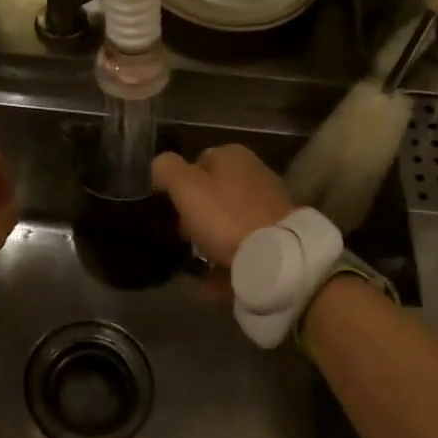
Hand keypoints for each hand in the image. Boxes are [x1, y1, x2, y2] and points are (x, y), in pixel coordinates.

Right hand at [151, 144, 293, 265]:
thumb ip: (166, 169)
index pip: (196, 163)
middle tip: (182, 237)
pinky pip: (243, 245)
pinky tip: (211, 281)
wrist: (276, 256)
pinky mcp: (278, 234)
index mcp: (233, 155)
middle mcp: (255, 173)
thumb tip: (159, 166)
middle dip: (195, 215)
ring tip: (195, 262)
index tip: (170, 210)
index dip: (178, 186)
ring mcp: (269, 204)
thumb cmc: (225, 216)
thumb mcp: (185, 186)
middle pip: (213, 193)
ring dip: (210, 240)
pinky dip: (227, 260)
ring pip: (228, 220)